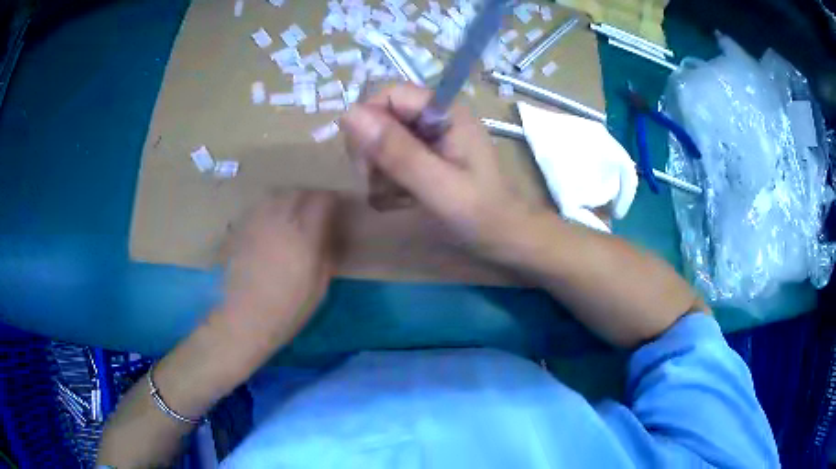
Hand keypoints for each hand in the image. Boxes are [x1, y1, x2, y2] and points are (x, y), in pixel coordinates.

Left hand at [222, 190, 336, 348]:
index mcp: (304, 235)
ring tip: (293, 211)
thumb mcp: (320, 286)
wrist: (247, 318)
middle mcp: (280, 220)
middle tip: (316, 208)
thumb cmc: (289, 308)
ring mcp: (258, 223)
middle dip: (311, 196)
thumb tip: (329, 234)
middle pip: (298, 192)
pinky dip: (270, 208)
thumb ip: (326, 254)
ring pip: (277, 195)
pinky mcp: (242, 230)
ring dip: (289, 199)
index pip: (322, 200)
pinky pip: (260, 207)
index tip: (336, 206)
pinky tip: (271, 222)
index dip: (332, 199)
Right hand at [342, 84, 543, 258]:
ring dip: (378, 171)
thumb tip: (348, 114)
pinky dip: (387, 180)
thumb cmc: (479, 214)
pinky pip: (390, 158)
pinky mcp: (426, 155)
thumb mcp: (437, 185)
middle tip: (378, 183)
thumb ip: (396, 151)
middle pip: (382, 117)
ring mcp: (431, 137)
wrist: (505, 239)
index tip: (365, 162)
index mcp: (445, 111)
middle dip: (372, 152)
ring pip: (381, 141)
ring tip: (394, 198)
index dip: (369, 123)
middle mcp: (435, 117)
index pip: (389, 95)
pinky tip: (399, 200)